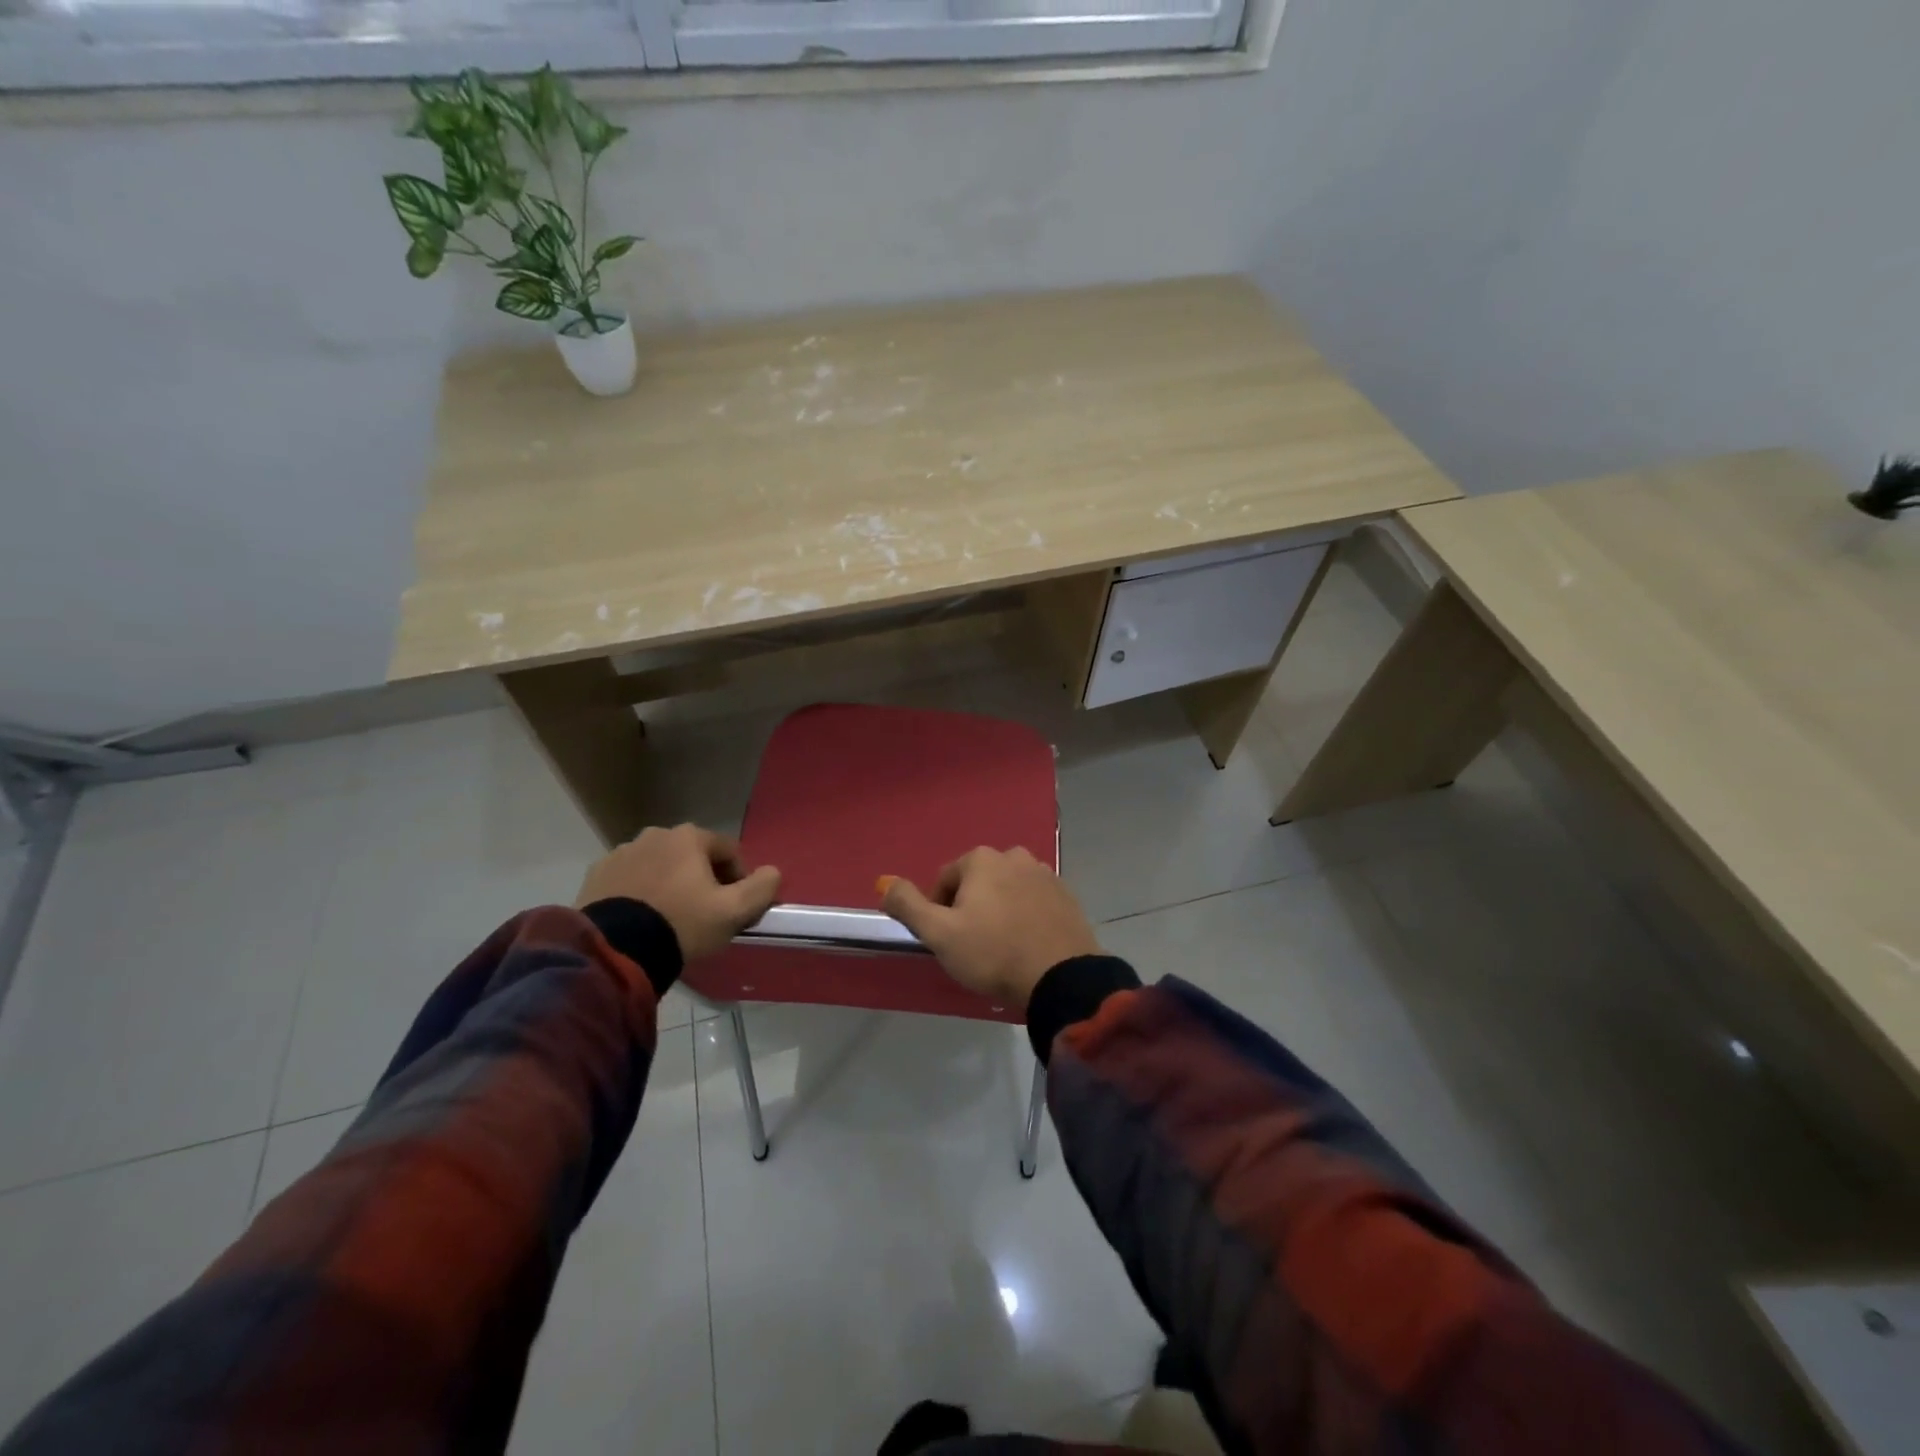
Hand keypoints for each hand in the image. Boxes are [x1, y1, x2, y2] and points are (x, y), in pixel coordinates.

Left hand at [576, 824, 780, 961]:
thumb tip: (772, 872)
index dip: (739, 879)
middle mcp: (654, 834)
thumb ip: (762, 888)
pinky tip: (641, 920)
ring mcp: (621, 853)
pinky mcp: (597, 875)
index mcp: (690, 836)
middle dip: (702, 879)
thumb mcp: (734, 911)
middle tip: (704, 914)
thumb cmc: (682, 924)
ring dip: (670, 884)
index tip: (736, 908)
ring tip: (670, 919)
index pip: (729, 851)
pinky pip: (630, 880)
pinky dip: (640, 893)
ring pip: (660, 866)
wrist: (614, 951)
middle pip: (693, 856)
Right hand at [881, 847, 1099, 1011]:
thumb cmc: (993, 953)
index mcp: (981, 859)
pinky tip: (1026, 944)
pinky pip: (1033, 901)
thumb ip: (909, 905)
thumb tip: (885, 884)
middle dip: (970, 907)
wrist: (1061, 977)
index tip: (946, 940)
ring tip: (1000, 947)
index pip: (945, 880)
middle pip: (977, 882)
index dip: (938, 911)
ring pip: (1007, 890)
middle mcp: (1014, 856)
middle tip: (972, 945)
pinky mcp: (1066, 895)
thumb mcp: (939, 934)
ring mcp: (1045, 874)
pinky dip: (1025, 916)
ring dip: (998, 910)